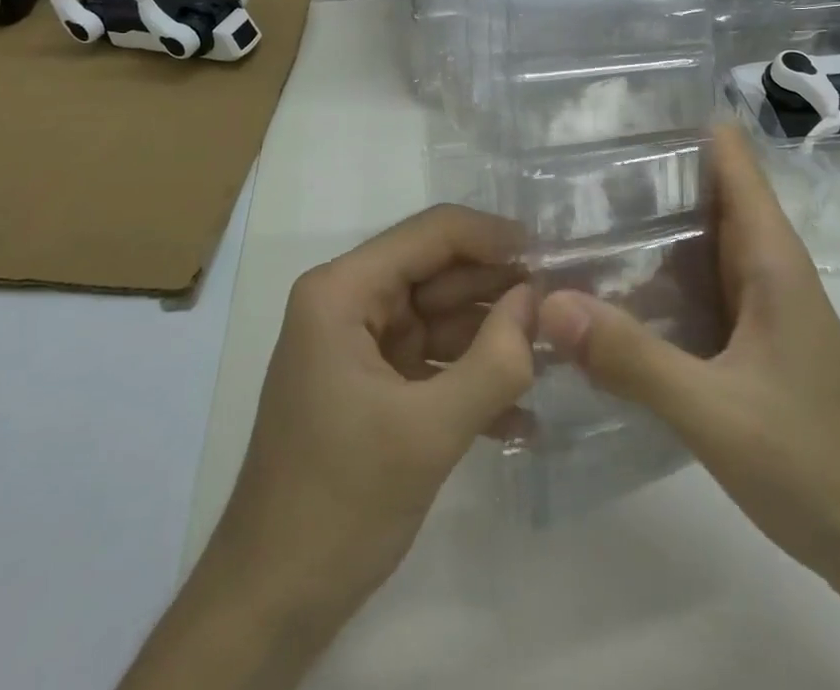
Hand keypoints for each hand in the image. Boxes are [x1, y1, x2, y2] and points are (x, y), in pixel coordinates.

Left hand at [130, 205, 534, 689]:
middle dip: (502, 289)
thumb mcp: (427, 433)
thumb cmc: (339, 504)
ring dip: (495, 337)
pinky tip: (525, 414)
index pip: (432, 234)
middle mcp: (348, 302)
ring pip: (442, 317)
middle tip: (569, 302)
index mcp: (343, 290)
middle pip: (440, 273)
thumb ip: (494, 362)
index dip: (495, 237)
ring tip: (560, 352)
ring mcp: (359, 344)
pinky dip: (472, 378)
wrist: (270, 605)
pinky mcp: (372, 385)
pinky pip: (432, 361)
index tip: (556, 255)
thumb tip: (538, 301)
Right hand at [538, 125, 839, 689]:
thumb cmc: (814, 462)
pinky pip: (691, 282)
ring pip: (694, 236)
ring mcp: (755, 299)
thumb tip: (548, 302)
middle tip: (564, 164)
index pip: (729, 155)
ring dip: (642, 221)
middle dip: (641, 170)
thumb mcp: (714, 412)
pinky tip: (604, 283)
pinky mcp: (744, 334)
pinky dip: (650, 270)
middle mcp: (763, 262)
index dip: (678, 123)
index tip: (613, 114)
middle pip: (702, 188)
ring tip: (567, 210)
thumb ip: (633, 358)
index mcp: (769, 254)